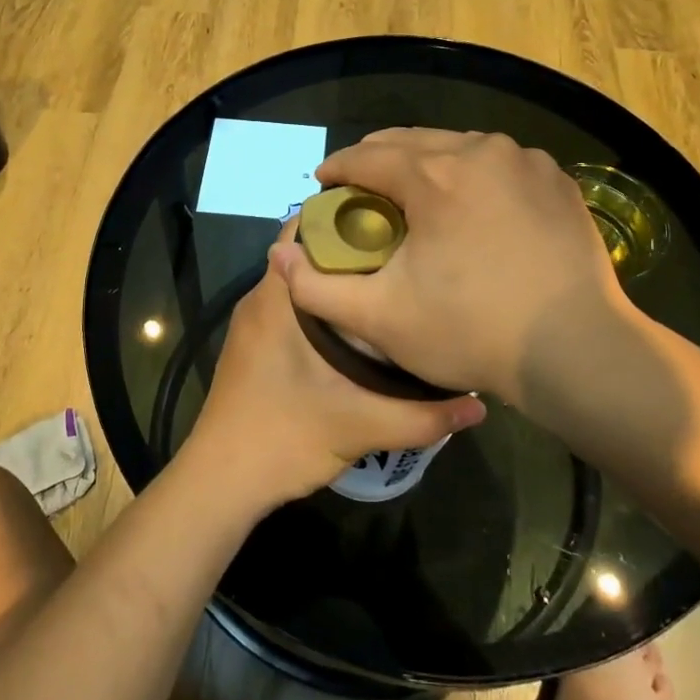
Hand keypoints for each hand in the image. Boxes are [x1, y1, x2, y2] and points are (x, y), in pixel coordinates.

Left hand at [182, 244, 486, 511]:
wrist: (220, 483)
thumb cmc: (282, 438)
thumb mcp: (359, 426)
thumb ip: (422, 416)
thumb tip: (478, 404)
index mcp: (276, 299)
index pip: (304, 229)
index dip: (346, 216)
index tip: (393, 220)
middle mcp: (260, 300)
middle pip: (307, 253)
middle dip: (353, 248)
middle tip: (405, 254)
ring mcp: (254, 324)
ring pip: (301, 282)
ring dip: (340, 280)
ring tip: (392, 284)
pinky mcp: (255, 347)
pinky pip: (293, 307)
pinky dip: (325, 306)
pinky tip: (362, 328)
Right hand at [269, 129, 630, 407]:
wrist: (577, 351)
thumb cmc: (472, 331)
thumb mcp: (380, 319)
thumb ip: (318, 288)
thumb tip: (280, 257)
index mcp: (433, 175)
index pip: (366, 156)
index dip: (337, 168)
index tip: (323, 184)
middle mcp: (478, 151)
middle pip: (411, 141)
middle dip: (377, 159)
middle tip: (361, 187)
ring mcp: (524, 161)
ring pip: (457, 146)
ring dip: (427, 162)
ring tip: (414, 192)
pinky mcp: (557, 180)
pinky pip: (499, 163)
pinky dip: (473, 173)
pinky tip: (472, 202)